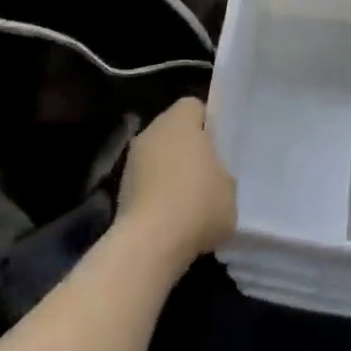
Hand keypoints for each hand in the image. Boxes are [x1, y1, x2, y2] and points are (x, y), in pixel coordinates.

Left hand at [116, 98, 237, 264]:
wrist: (150, 243)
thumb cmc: (198, 204)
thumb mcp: (230, 187)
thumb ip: (223, 173)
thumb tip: (214, 178)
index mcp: (180, 119)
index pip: (194, 106)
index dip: (208, 122)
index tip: (220, 145)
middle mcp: (152, 130)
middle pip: (173, 131)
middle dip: (188, 147)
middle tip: (209, 172)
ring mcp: (132, 160)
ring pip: (158, 156)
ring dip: (170, 171)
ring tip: (191, 200)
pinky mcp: (120, 189)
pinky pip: (146, 182)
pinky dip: (157, 193)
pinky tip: (173, 217)